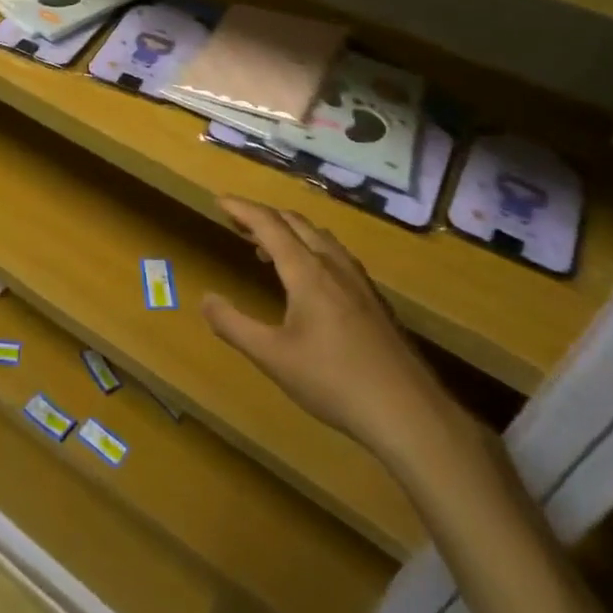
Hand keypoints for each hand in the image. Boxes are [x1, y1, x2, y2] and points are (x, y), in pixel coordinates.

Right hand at [203, 198, 454, 459]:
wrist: (407, 411)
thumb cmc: (333, 381)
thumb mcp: (272, 357)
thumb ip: (234, 326)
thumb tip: (205, 299)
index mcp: (307, 271)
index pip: (269, 224)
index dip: (242, 209)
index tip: (220, 200)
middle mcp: (333, 265)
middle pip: (296, 223)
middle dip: (264, 216)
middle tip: (237, 222)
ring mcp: (358, 281)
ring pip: (319, 237)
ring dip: (289, 231)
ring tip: (266, 248)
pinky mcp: (373, 300)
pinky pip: (335, 255)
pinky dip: (310, 249)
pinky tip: (309, 278)